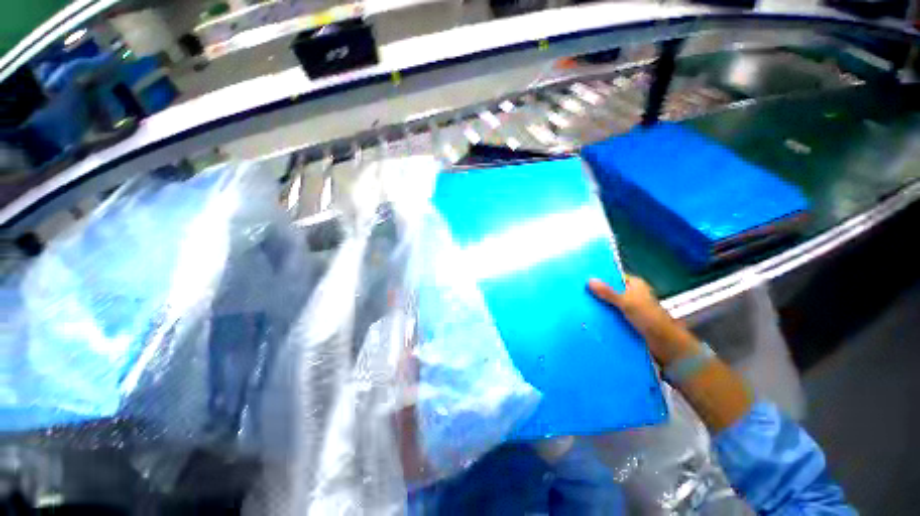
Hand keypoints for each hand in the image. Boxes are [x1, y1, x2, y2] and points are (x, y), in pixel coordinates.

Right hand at [588, 275, 700, 365]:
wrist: (665, 344)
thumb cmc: (648, 318)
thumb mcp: (626, 302)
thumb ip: (607, 292)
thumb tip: (589, 279)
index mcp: (635, 285)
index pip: (614, 276)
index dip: (600, 277)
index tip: (583, 279)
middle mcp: (633, 294)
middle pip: (611, 290)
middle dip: (597, 293)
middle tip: (578, 293)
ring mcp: (631, 308)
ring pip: (611, 304)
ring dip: (600, 306)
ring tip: (580, 305)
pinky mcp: (629, 321)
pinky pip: (613, 315)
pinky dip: (604, 316)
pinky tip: (591, 318)